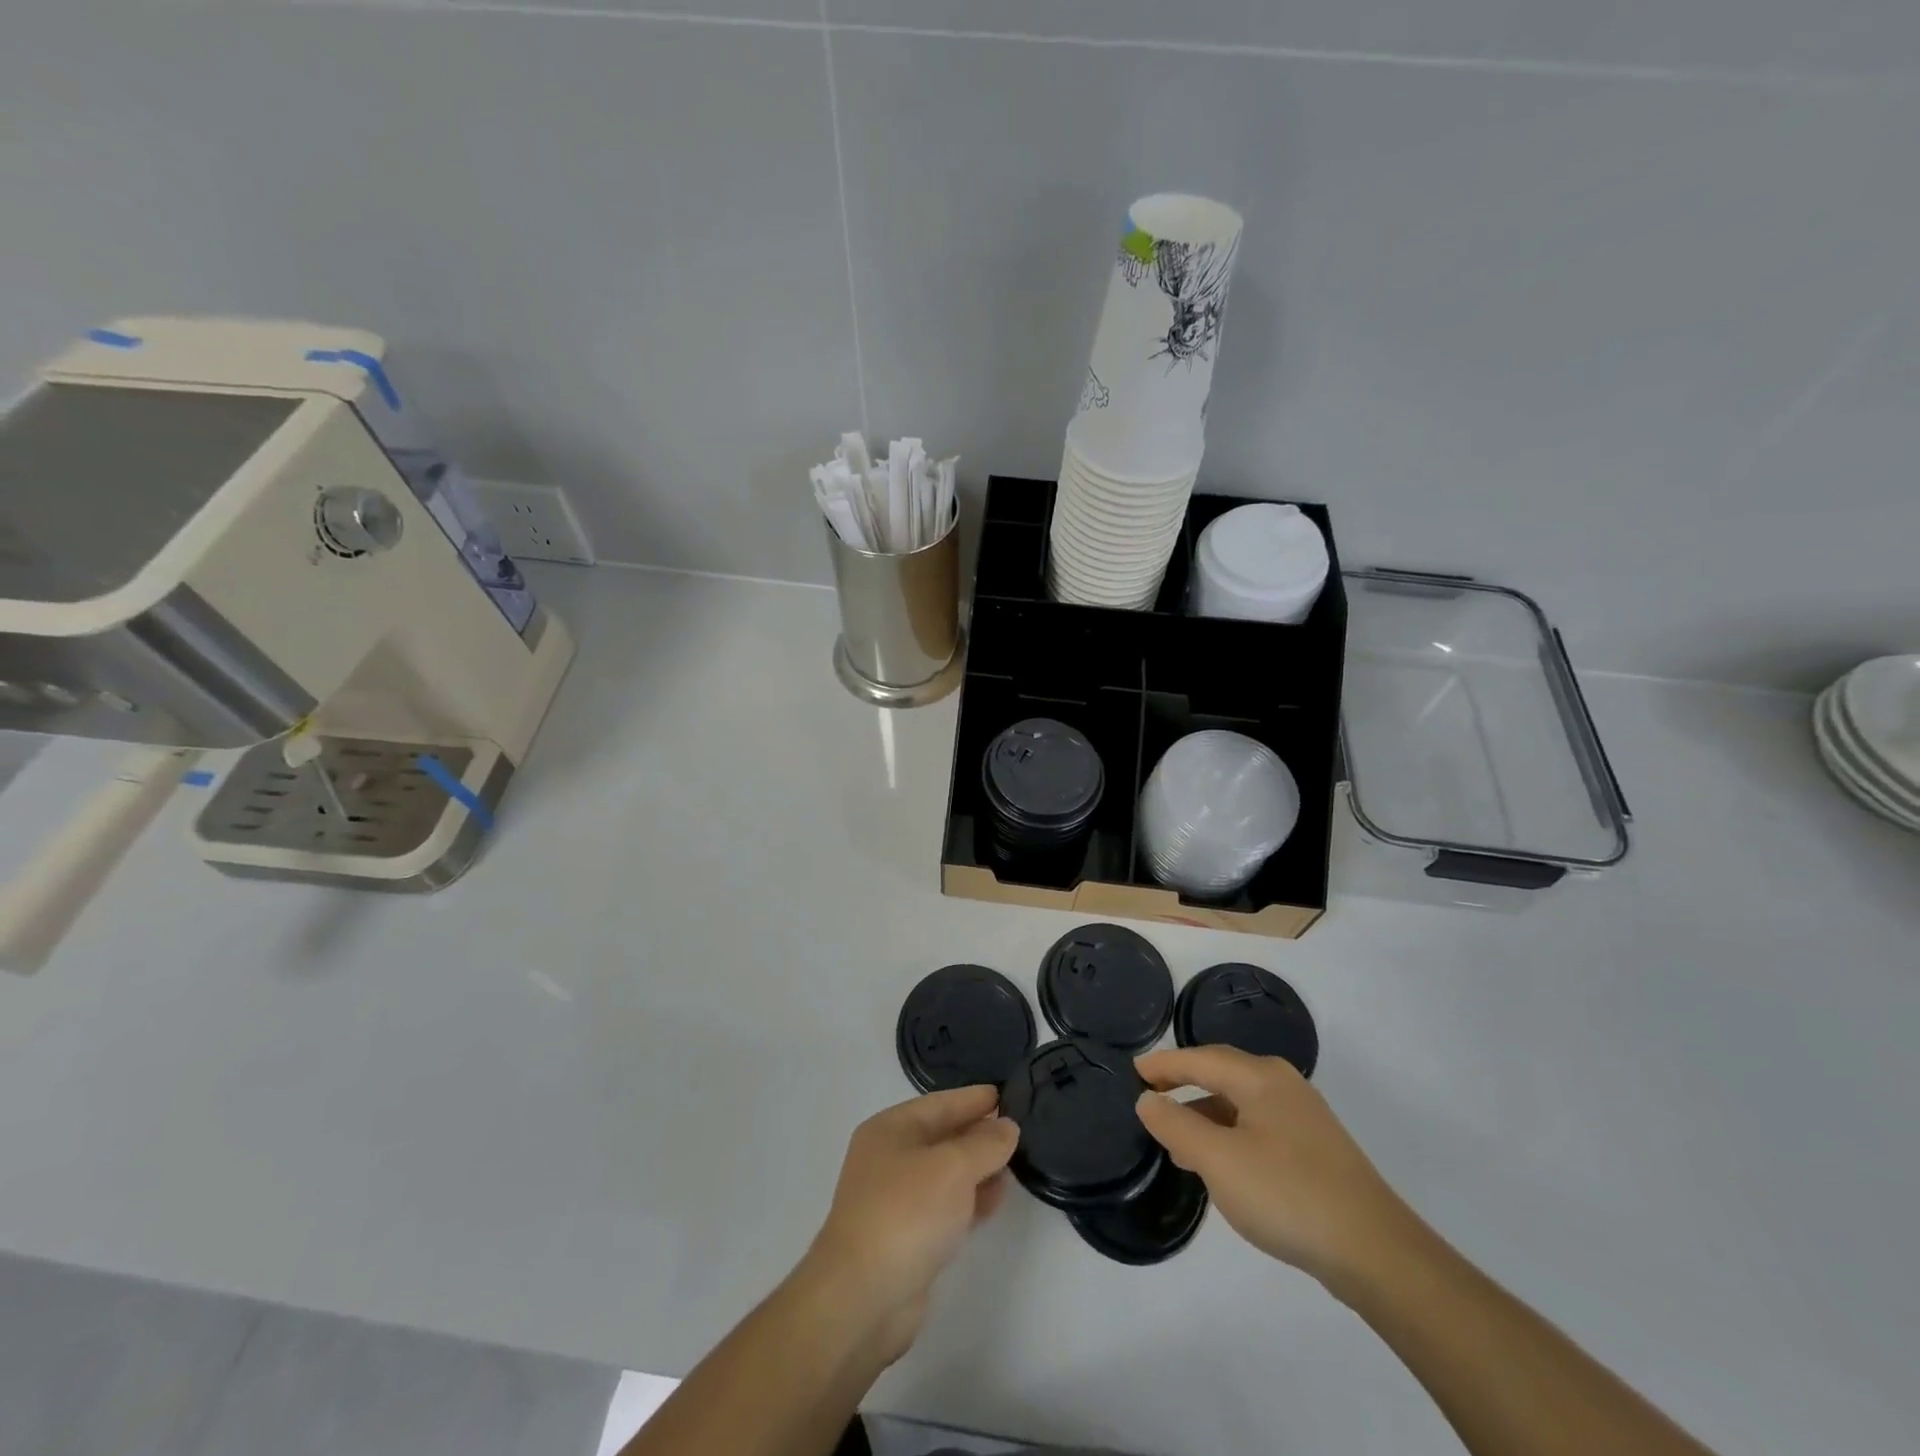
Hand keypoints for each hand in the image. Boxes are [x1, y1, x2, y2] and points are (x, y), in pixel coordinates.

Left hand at [803, 1085, 1017, 1361]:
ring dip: (978, 1168)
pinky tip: (996, 1199)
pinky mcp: (907, 1238)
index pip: (939, 1103)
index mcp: (890, 1130)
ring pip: (945, 1173)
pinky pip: (945, 1206)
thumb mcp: (953, 1167)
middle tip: (1018, 1127)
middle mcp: (889, 1159)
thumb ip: (985, 1144)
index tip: (1007, 1093)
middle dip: (978, 1132)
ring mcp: (896, 1200)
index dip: (973, 1099)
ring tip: (1015, 1163)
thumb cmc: (906, 1214)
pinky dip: (970, 1199)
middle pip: (942, 1136)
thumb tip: (1007, 1126)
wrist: (862, 1299)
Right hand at [1135, 1046, 1414, 1291]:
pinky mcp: (1316, 1152)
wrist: (1377, 1253)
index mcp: (1260, 1077)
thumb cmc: (1287, 1194)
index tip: (1134, 1071)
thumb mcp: (1218, 1160)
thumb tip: (1147, 1100)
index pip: (1200, 1058)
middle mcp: (1283, 1086)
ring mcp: (1304, 1119)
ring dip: (1205, 1116)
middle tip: (1150, 1099)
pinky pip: (1258, 1129)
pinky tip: (1222, 1167)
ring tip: (1177, 1143)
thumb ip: (1176, 1125)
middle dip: (1184, 1085)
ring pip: (1241, 1105)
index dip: (1164, 1064)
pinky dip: (1230, 1136)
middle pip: (1222, 1075)